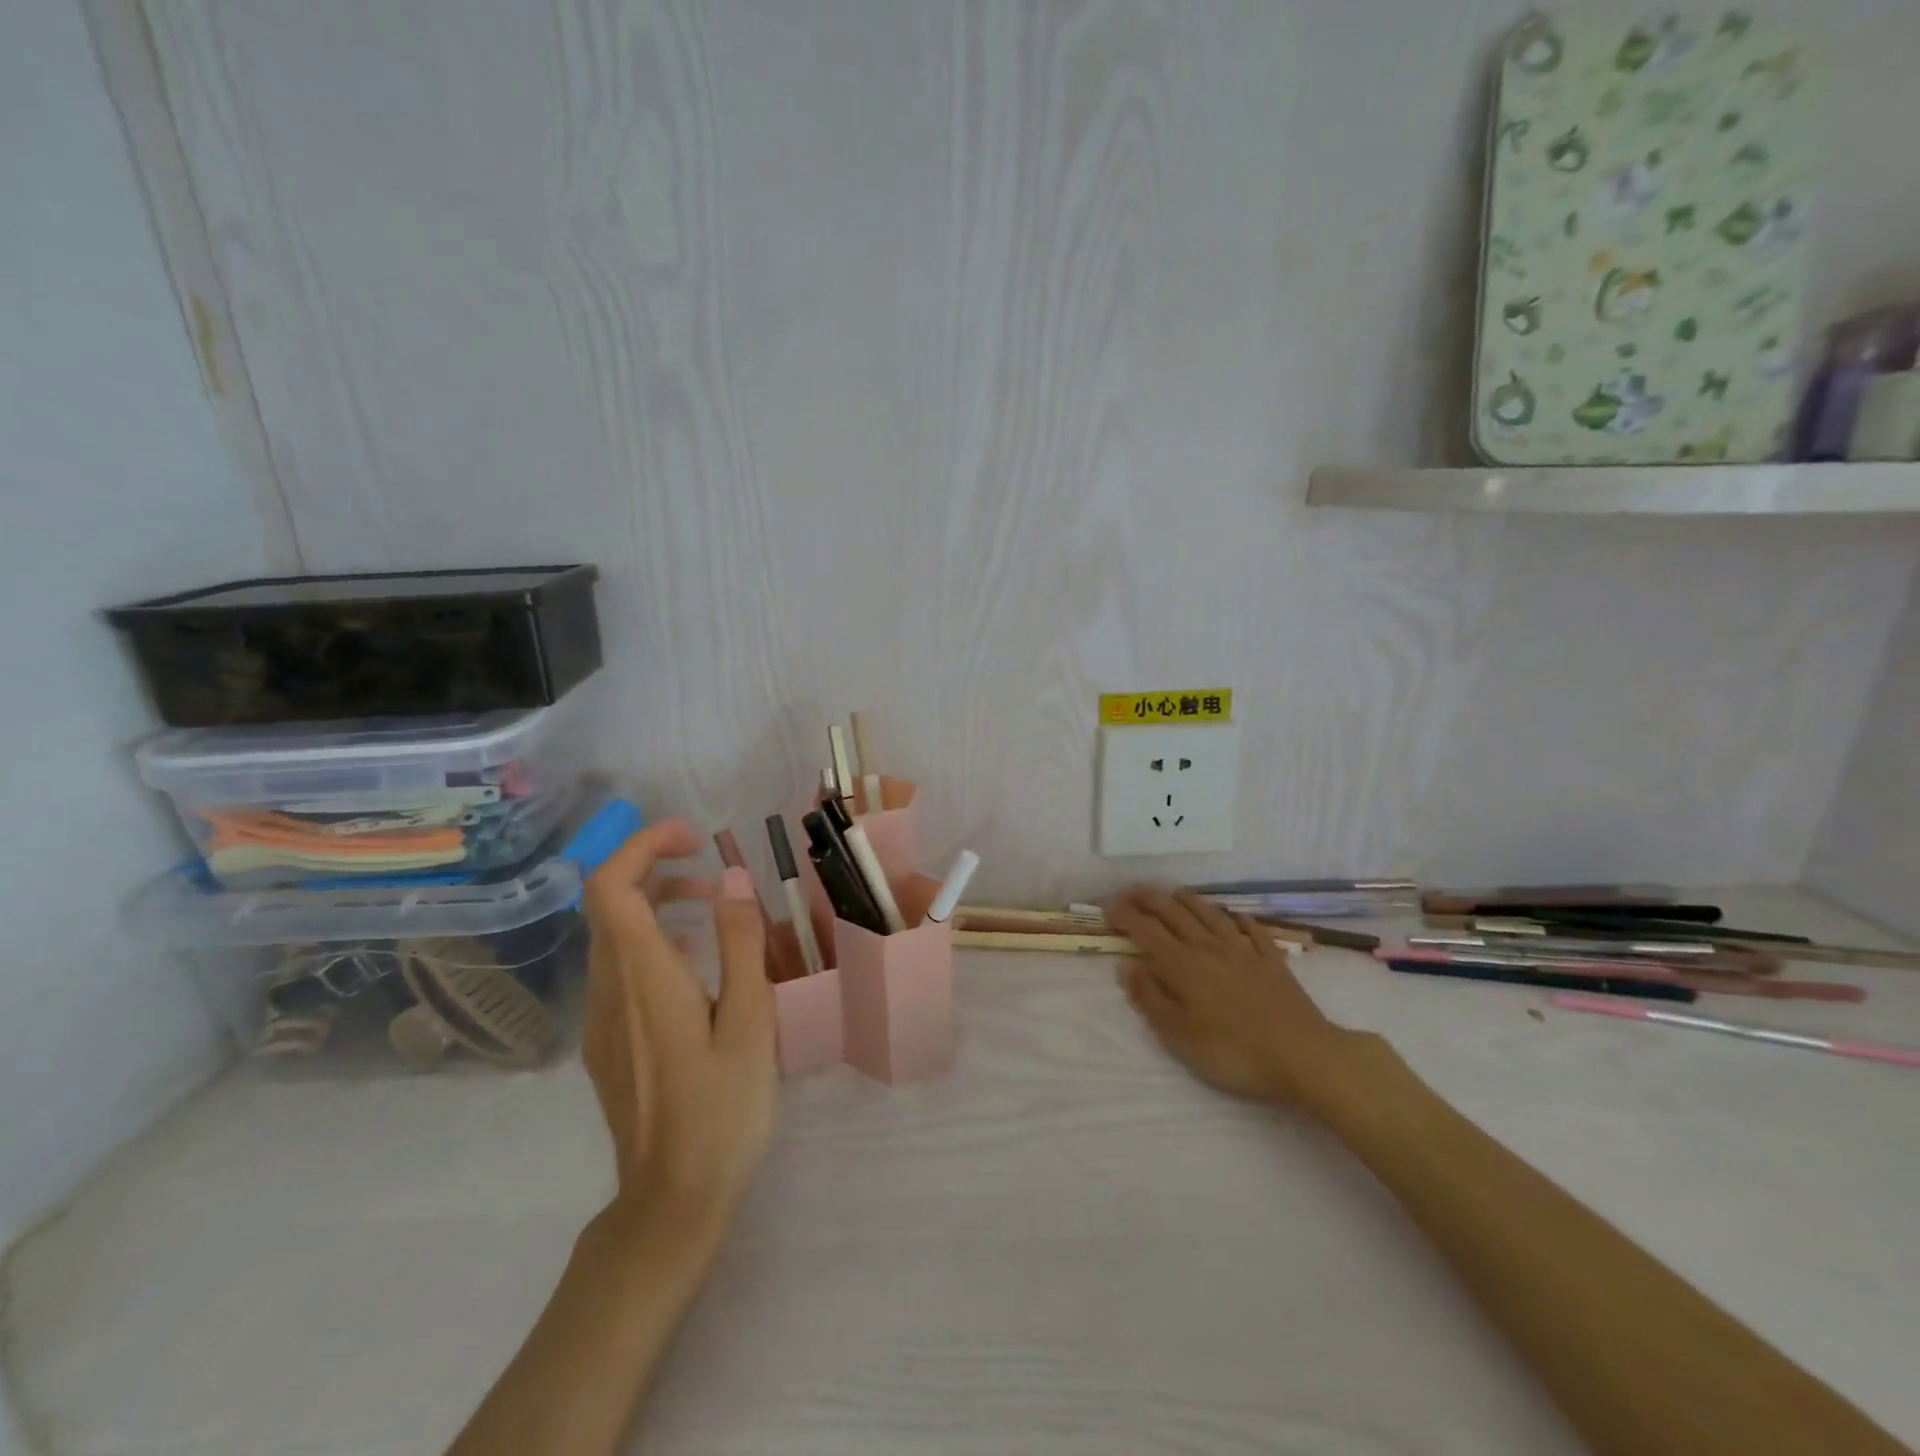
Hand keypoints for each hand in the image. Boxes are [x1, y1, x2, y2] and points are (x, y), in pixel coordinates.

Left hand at [582, 821, 777, 1229]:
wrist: (671, 1202)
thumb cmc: (723, 1110)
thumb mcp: (750, 1021)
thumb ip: (740, 943)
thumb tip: (733, 876)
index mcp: (644, 978)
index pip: (610, 886)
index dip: (643, 846)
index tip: (693, 838)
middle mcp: (609, 990)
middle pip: (609, 904)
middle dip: (657, 869)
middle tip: (713, 872)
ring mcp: (602, 1019)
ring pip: (613, 936)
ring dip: (658, 905)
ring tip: (716, 910)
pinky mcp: (607, 1042)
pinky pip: (620, 969)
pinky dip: (654, 942)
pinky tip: (698, 966)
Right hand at [1106, 886, 1363, 1111]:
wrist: (1304, 1056)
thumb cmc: (1234, 1052)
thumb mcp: (1180, 1036)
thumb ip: (1150, 998)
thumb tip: (1126, 965)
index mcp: (1182, 965)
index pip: (1145, 930)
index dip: (1124, 915)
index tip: (1106, 907)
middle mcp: (1208, 947)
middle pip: (1173, 913)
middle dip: (1148, 898)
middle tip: (1130, 891)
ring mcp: (1243, 950)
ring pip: (1209, 913)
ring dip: (1186, 900)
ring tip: (1172, 892)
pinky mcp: (1271, 960)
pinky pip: (1251, 929)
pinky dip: (1238, 918)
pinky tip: (1234, 916)